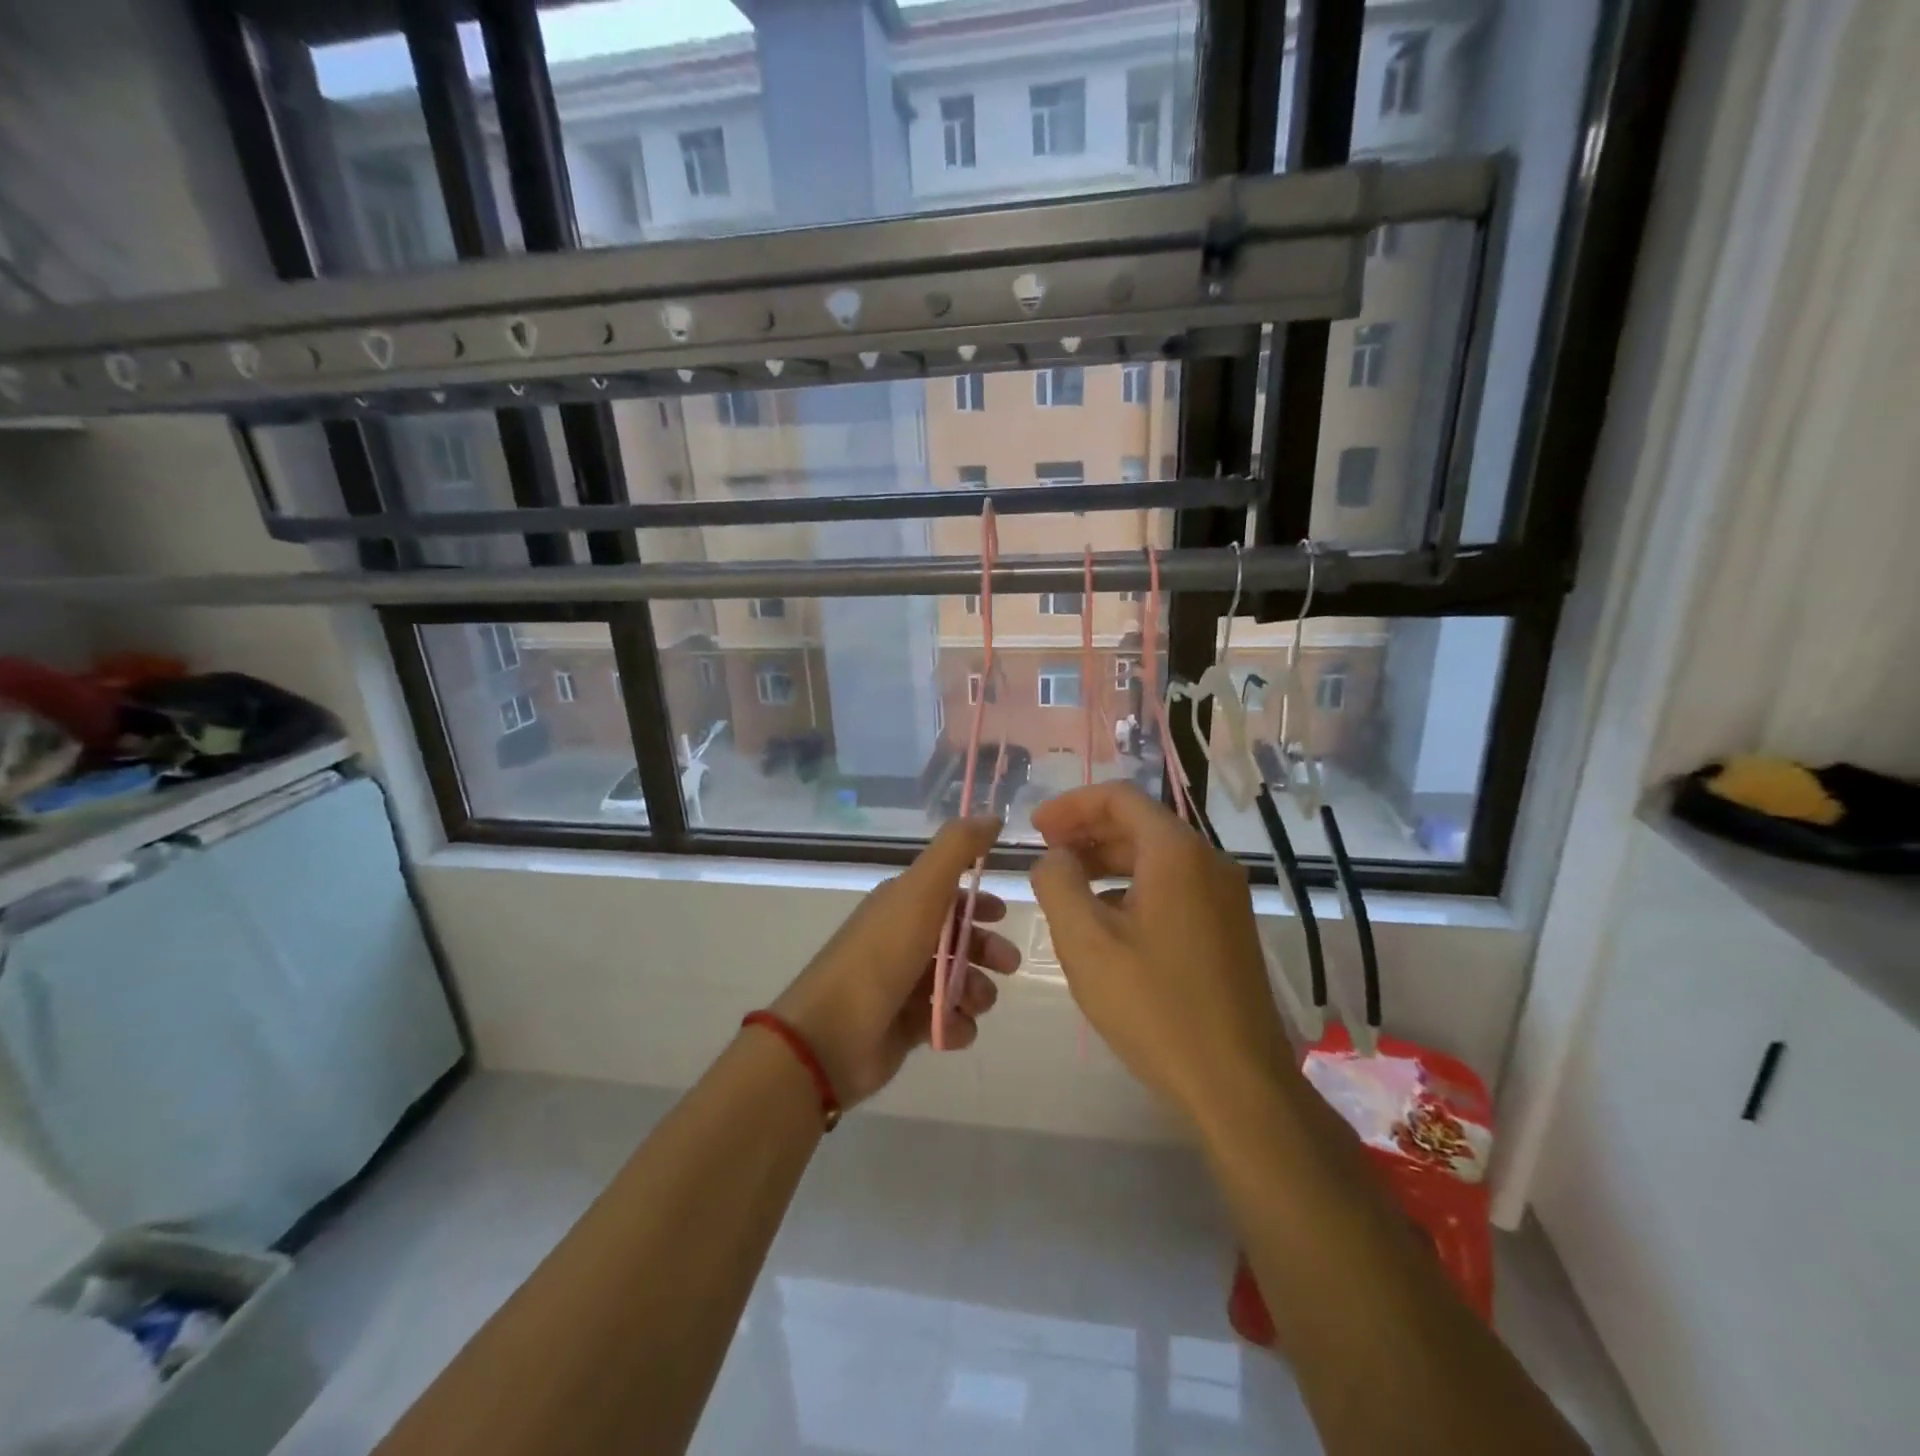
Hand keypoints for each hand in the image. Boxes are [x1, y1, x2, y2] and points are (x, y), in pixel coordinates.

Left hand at [770, 815, 1020, 1106]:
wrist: (832, 1034)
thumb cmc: (881, 955)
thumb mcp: (921, 890)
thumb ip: (957, 849)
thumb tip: (991, 814)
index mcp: (903, 904)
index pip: (949, 894)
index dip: (978, 902)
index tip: (1002, 914)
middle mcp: (903, 940)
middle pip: (960, 940)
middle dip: (988, 949)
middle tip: (1006, 964)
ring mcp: (904, 985)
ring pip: (960, 982)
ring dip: (977, 991)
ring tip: (973, 1002)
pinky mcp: (906, 1027)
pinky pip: (947, 1022)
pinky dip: (957, 1026)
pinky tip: (952, 1028)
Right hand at [1030, 783, 1295, 1123]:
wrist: (1237, 1083)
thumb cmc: (1154, 1006)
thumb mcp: (1085, 942)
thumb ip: (1058, 884)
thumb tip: (1055, 858)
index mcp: (1177, 853)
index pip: (1119, 798)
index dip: (1070, 805)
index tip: (1034, 828)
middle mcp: (1209, 861)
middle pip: (1140, 824)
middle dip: (1086, 832)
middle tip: (1045, 854)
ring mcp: (1225, 896)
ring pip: (1157, 857)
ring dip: (1108, 861)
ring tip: (1067, 885)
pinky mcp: (1228, 927)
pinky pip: (1174, 887)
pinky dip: (1133, 887)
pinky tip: (1106, 921)